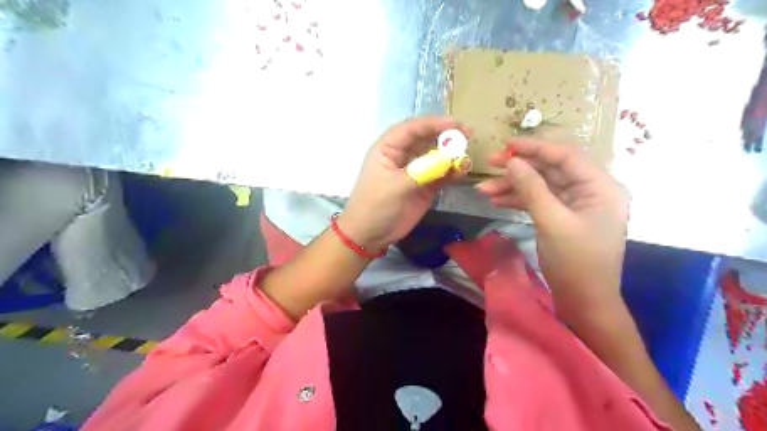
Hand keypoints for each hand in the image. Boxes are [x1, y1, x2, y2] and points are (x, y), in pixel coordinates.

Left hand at [339, 116, 470, 254]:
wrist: (370, 235)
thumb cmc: (375, 206)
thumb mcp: (395, 186)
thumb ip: (422, 171)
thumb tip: (449, 159)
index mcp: (388, 148)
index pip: (412, 129)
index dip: (433, 123)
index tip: (455, 124)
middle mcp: (403, 155)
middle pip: (427, 139)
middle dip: (446, 136)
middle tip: (468, 134)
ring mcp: (415, 171)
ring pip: (436, 156)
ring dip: (452, 155)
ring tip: (466, 158)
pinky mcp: (425, 186)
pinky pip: (441, 174)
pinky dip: (452, 172)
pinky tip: (462, 172)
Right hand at [478, 140, 631, 318]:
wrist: (584, 302)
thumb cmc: (576, 262)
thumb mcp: (552, 222)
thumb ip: (532, 189)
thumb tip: (512, 161)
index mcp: (600, 187)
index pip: (565, 156)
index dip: (534, 148)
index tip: (506, 144)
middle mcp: (590, 191)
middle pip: (550, 170)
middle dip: (518, 169)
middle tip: (489, 164)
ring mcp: (575, 206)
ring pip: (540, 186)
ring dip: (512, 187)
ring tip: (483, 190)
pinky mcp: (562, 218)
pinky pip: (538, 201)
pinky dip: (518, 200)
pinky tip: (496, 200)